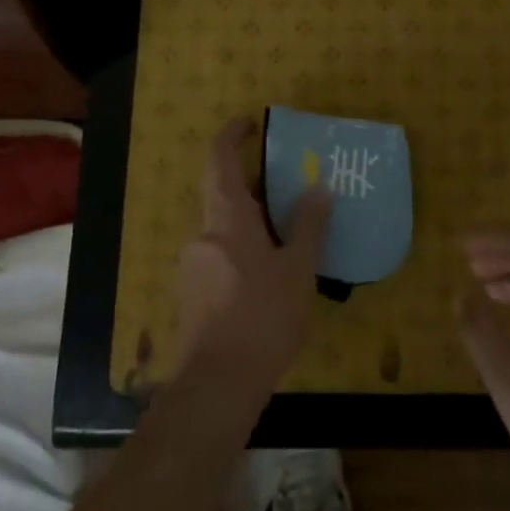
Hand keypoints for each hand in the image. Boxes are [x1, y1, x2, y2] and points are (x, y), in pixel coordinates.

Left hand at [174, 117, 331, 397]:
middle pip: (223, 194)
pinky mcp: (192, 295)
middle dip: (254, 187)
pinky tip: (268, 279)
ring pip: (222, 229)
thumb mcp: (297, 269)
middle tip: (289, 189)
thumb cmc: (262, 317)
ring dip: (250, 223)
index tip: (251, 123)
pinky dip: (242, 251)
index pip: (219, 158)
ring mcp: (193, 266)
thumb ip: (308, 226)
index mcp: (226, 217)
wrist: (216, 387)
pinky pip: (219, 256)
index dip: (232, 135)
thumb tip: (318, 187)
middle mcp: (203, 234)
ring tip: (288, 239)